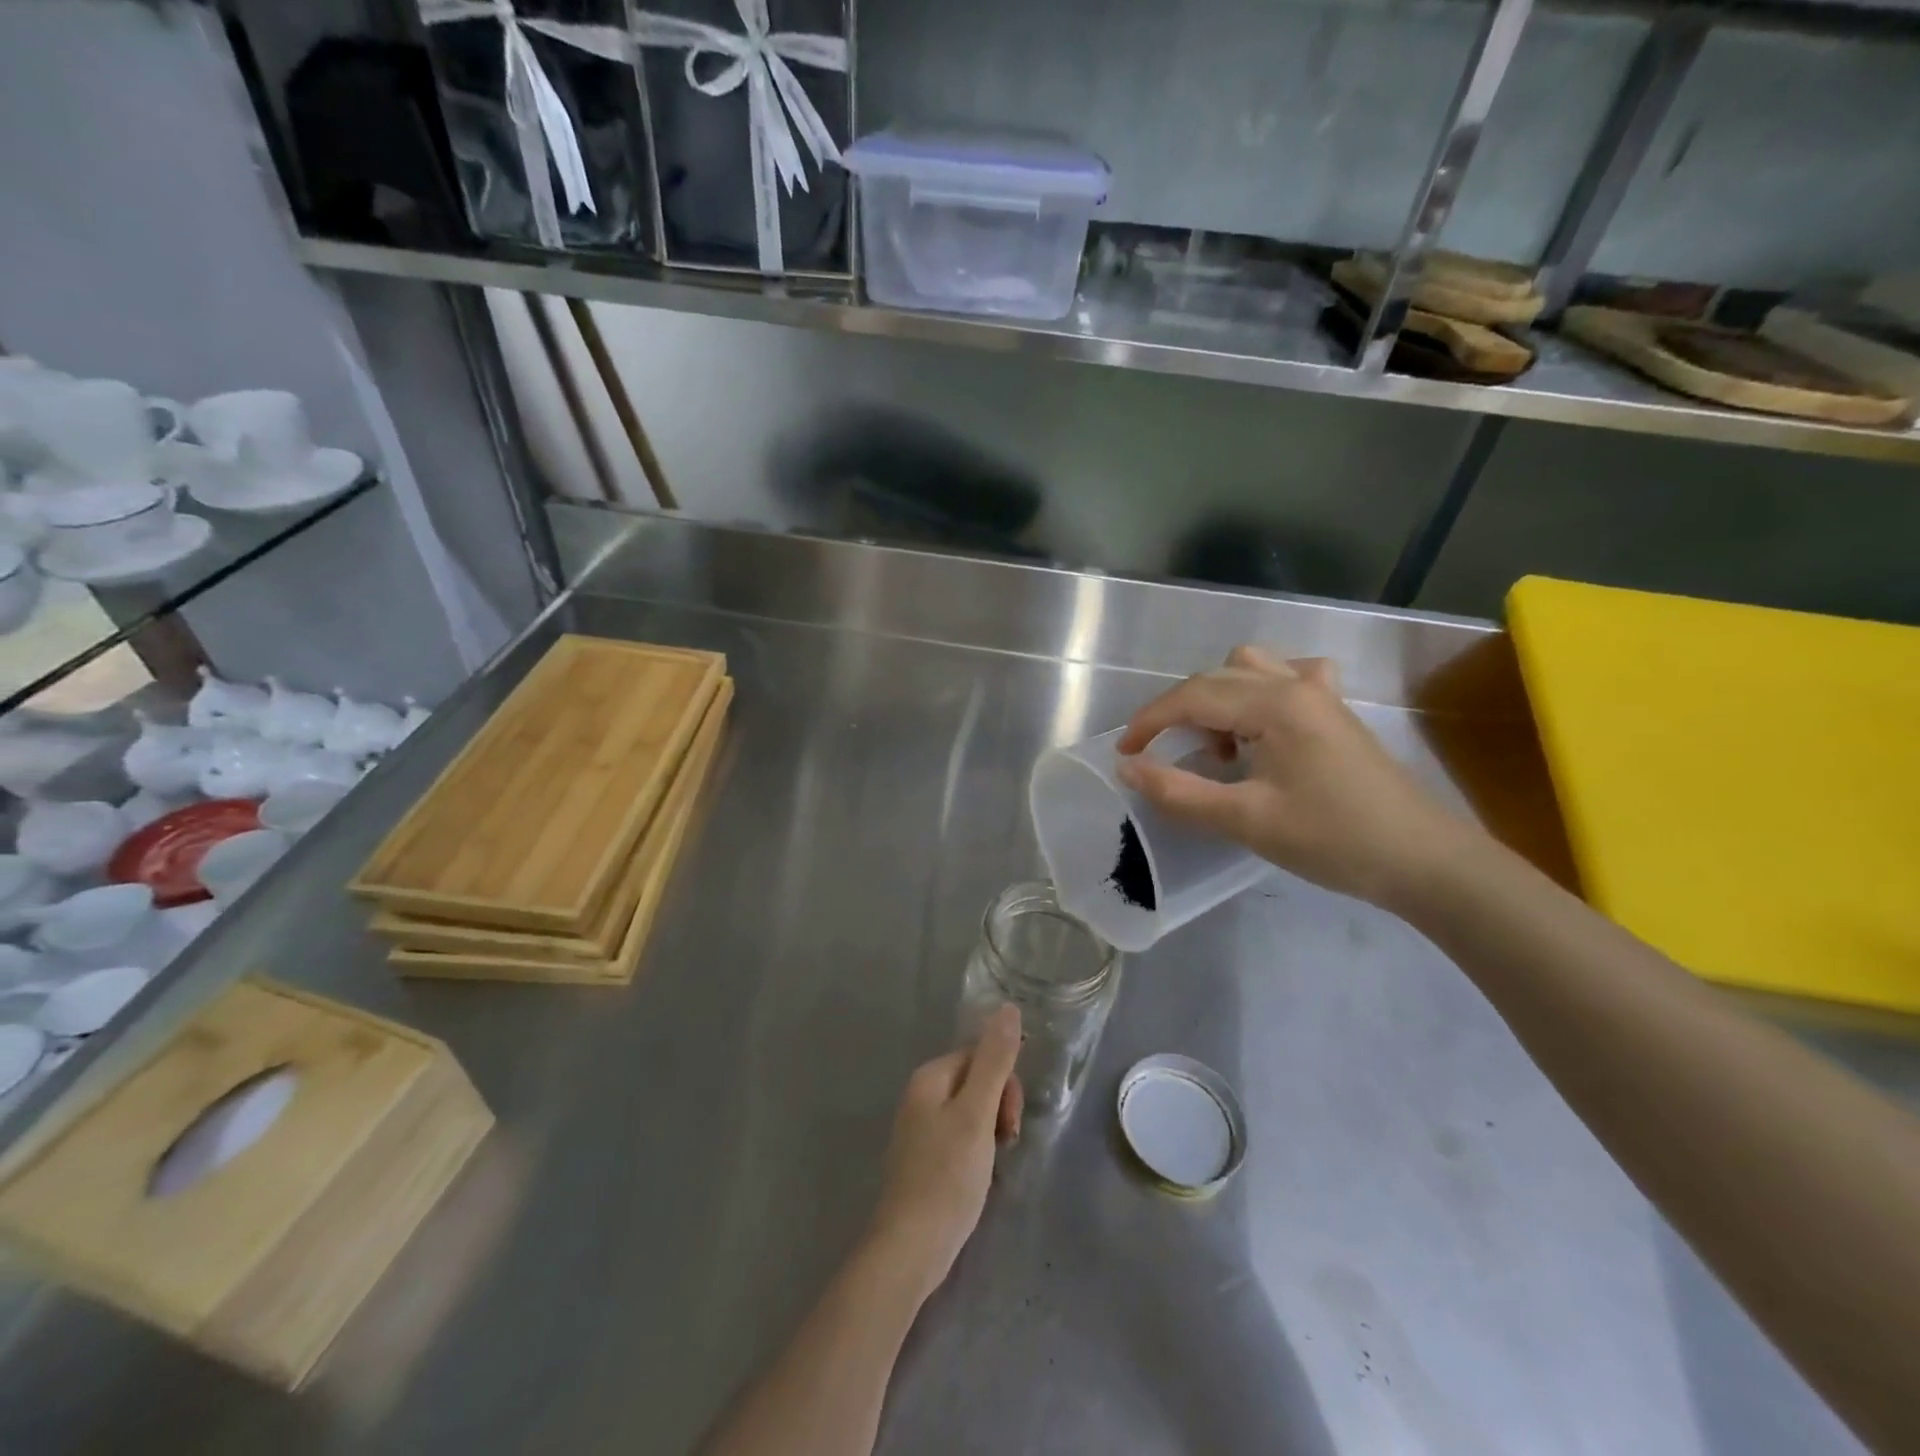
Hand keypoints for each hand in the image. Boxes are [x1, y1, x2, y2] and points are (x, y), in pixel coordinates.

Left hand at [866, 1005, 1022, 1301]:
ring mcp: (920, 1128)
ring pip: (972, 1110)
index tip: (1010, 1122)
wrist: (910, 1249)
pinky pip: (962, 1136)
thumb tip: (1007, 1007)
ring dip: (992, 1130)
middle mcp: (921, 1095)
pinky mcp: (925, 1158)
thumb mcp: (977, 1114)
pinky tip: (980, 1176)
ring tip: (993, 1163)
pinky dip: (978, 1150)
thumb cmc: (946, 1177)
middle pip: (977, 1080)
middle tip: (1006, 1143)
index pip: (981, 1055)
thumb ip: (994, 1061)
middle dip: (999, 1107)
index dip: (1004, 1084)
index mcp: (930, 1077)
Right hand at [1115, 646, 1480, 911]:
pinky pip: (1288, 678)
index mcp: (1274, 704)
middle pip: (1216, 678)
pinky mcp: (1335, 712)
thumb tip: (1128, 768)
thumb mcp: (1245, 820)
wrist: (1422, 860)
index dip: (1149, 722)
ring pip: (1250, 668)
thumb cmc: (1333, 839)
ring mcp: (1320, 693)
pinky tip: (1261, 726)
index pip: (1192, 696)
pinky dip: (1259, 692)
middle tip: (1160, 756)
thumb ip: (1179, 792)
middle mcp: (1295, 684)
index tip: (1124, 754)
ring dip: (1218, 697)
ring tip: (1217, 745)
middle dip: (1177, 712)